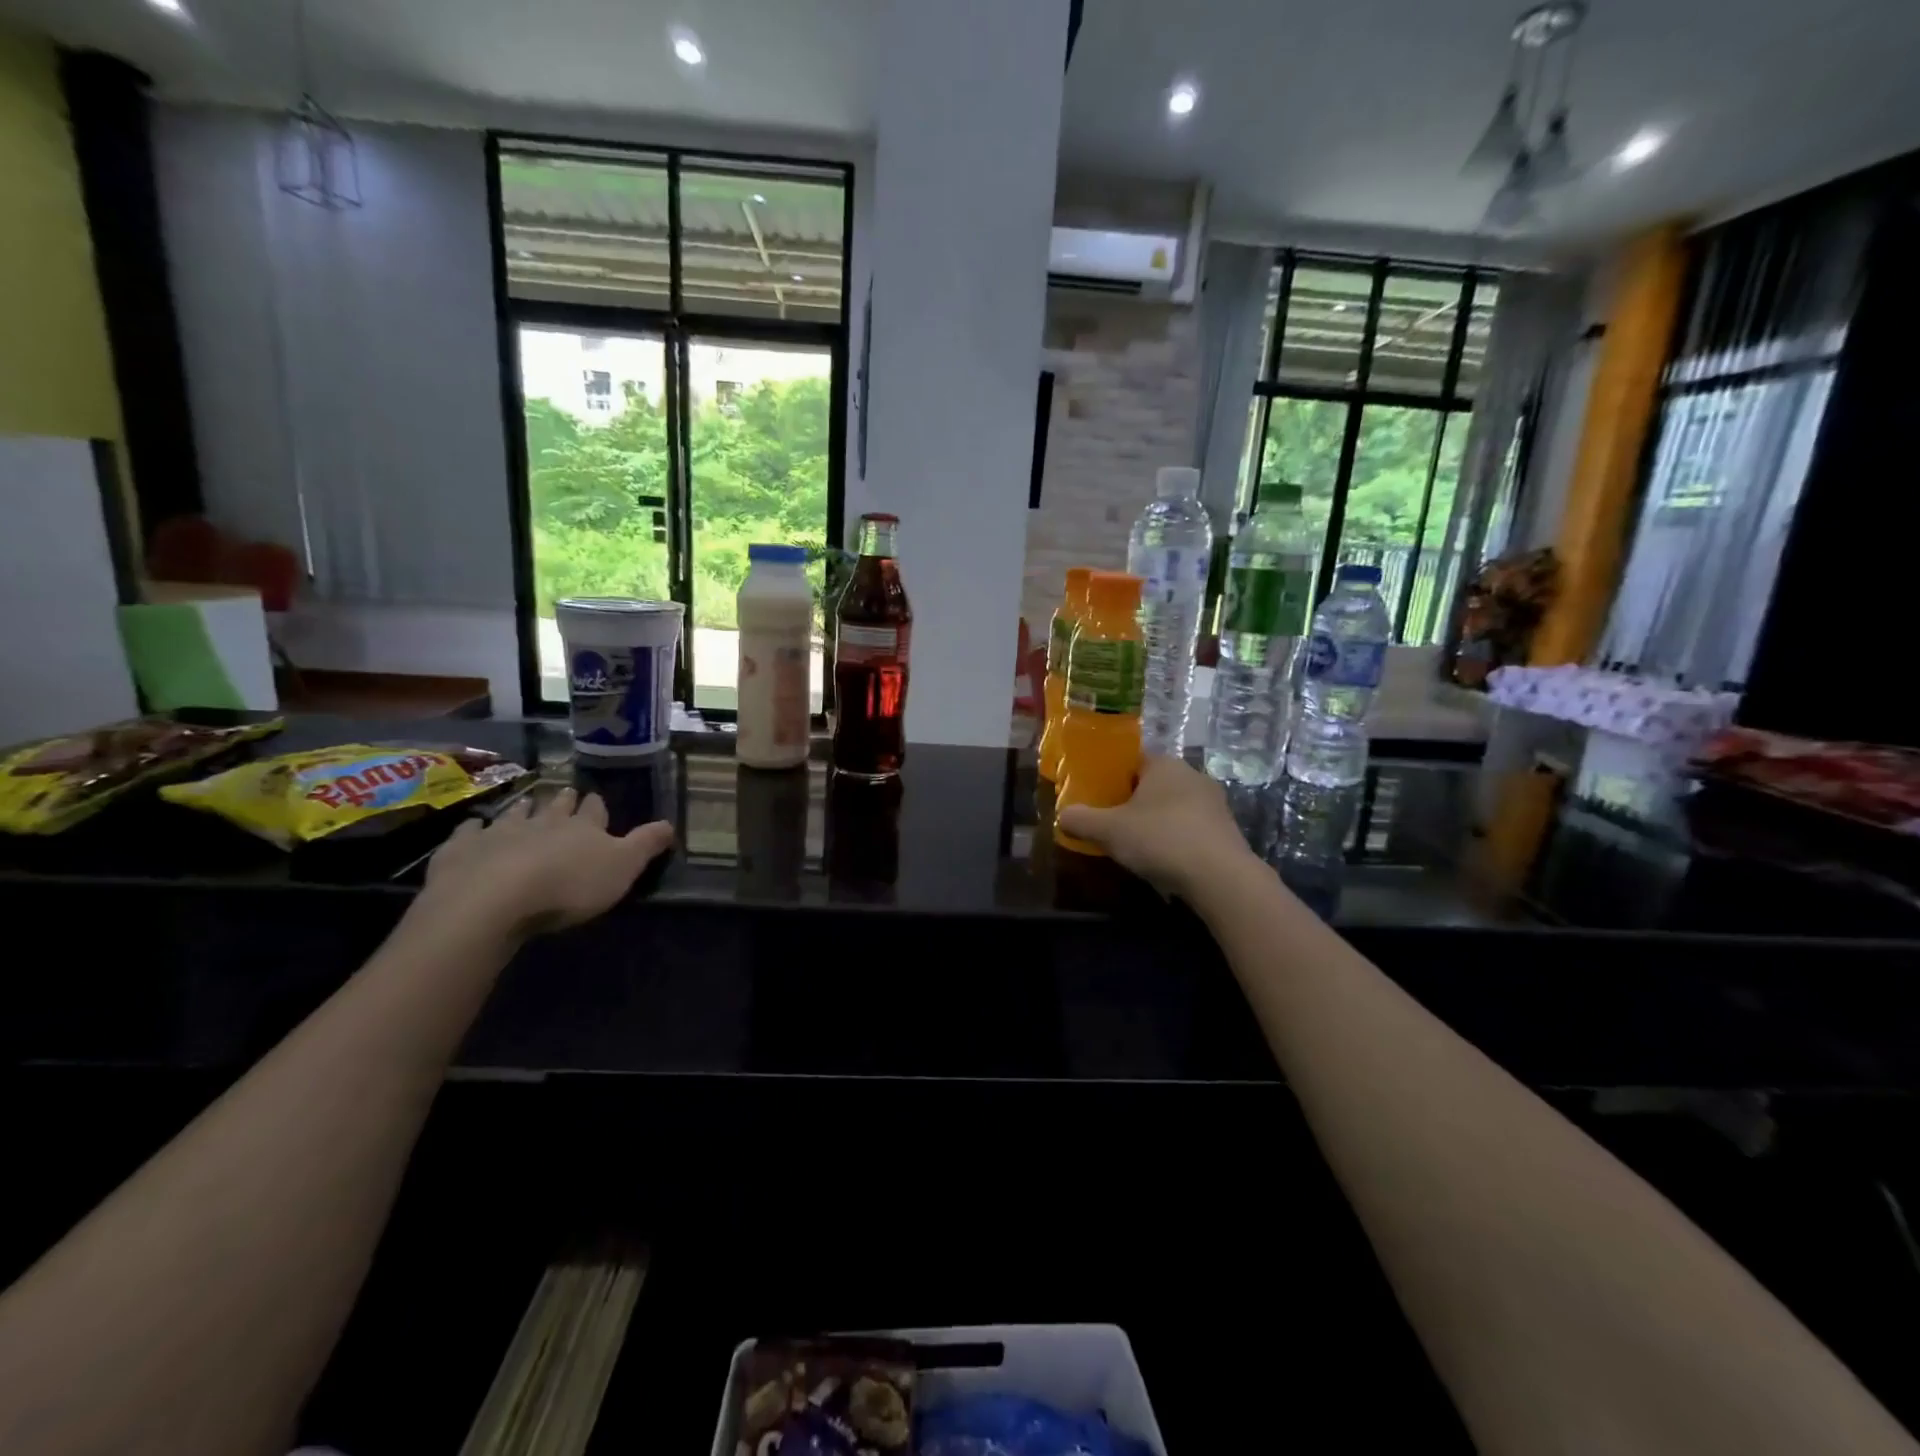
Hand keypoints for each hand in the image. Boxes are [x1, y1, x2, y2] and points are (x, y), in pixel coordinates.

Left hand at [417, 787, 673, 937]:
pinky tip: (472, 826)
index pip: (594, 809)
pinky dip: (472, 828)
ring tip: (526, 804)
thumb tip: (671, 823)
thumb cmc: (568, 886)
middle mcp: (543, 822)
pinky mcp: (462, 849)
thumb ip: (646, 844)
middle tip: (564, 794)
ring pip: (515, 813)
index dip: (596, 805)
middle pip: (555, 806)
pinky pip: (468, 832)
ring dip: (523, 808)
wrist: (493, 900)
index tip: (595, 799)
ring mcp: (500, 832)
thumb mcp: (622, 867)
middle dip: (562, 800)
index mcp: (583, 827)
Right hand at [1055, 754, 1252, 897]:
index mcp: (1164, 764)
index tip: (1096, 796)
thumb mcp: (1108, 830)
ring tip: (1135, 846)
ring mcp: (1214, 803)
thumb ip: (1081, 820)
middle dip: (1132, 802)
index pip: (1132, 760)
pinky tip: (1164, 861)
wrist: (1220, 877)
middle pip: (1152, 784)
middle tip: (1110, 823)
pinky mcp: (1226, 830)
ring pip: (1173, 807)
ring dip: (1155, 822)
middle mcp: (1192, 775)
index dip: (1111, 776)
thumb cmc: (1160, 839)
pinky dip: (1175, 840)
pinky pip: (1190, 828)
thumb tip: (1063, 816)